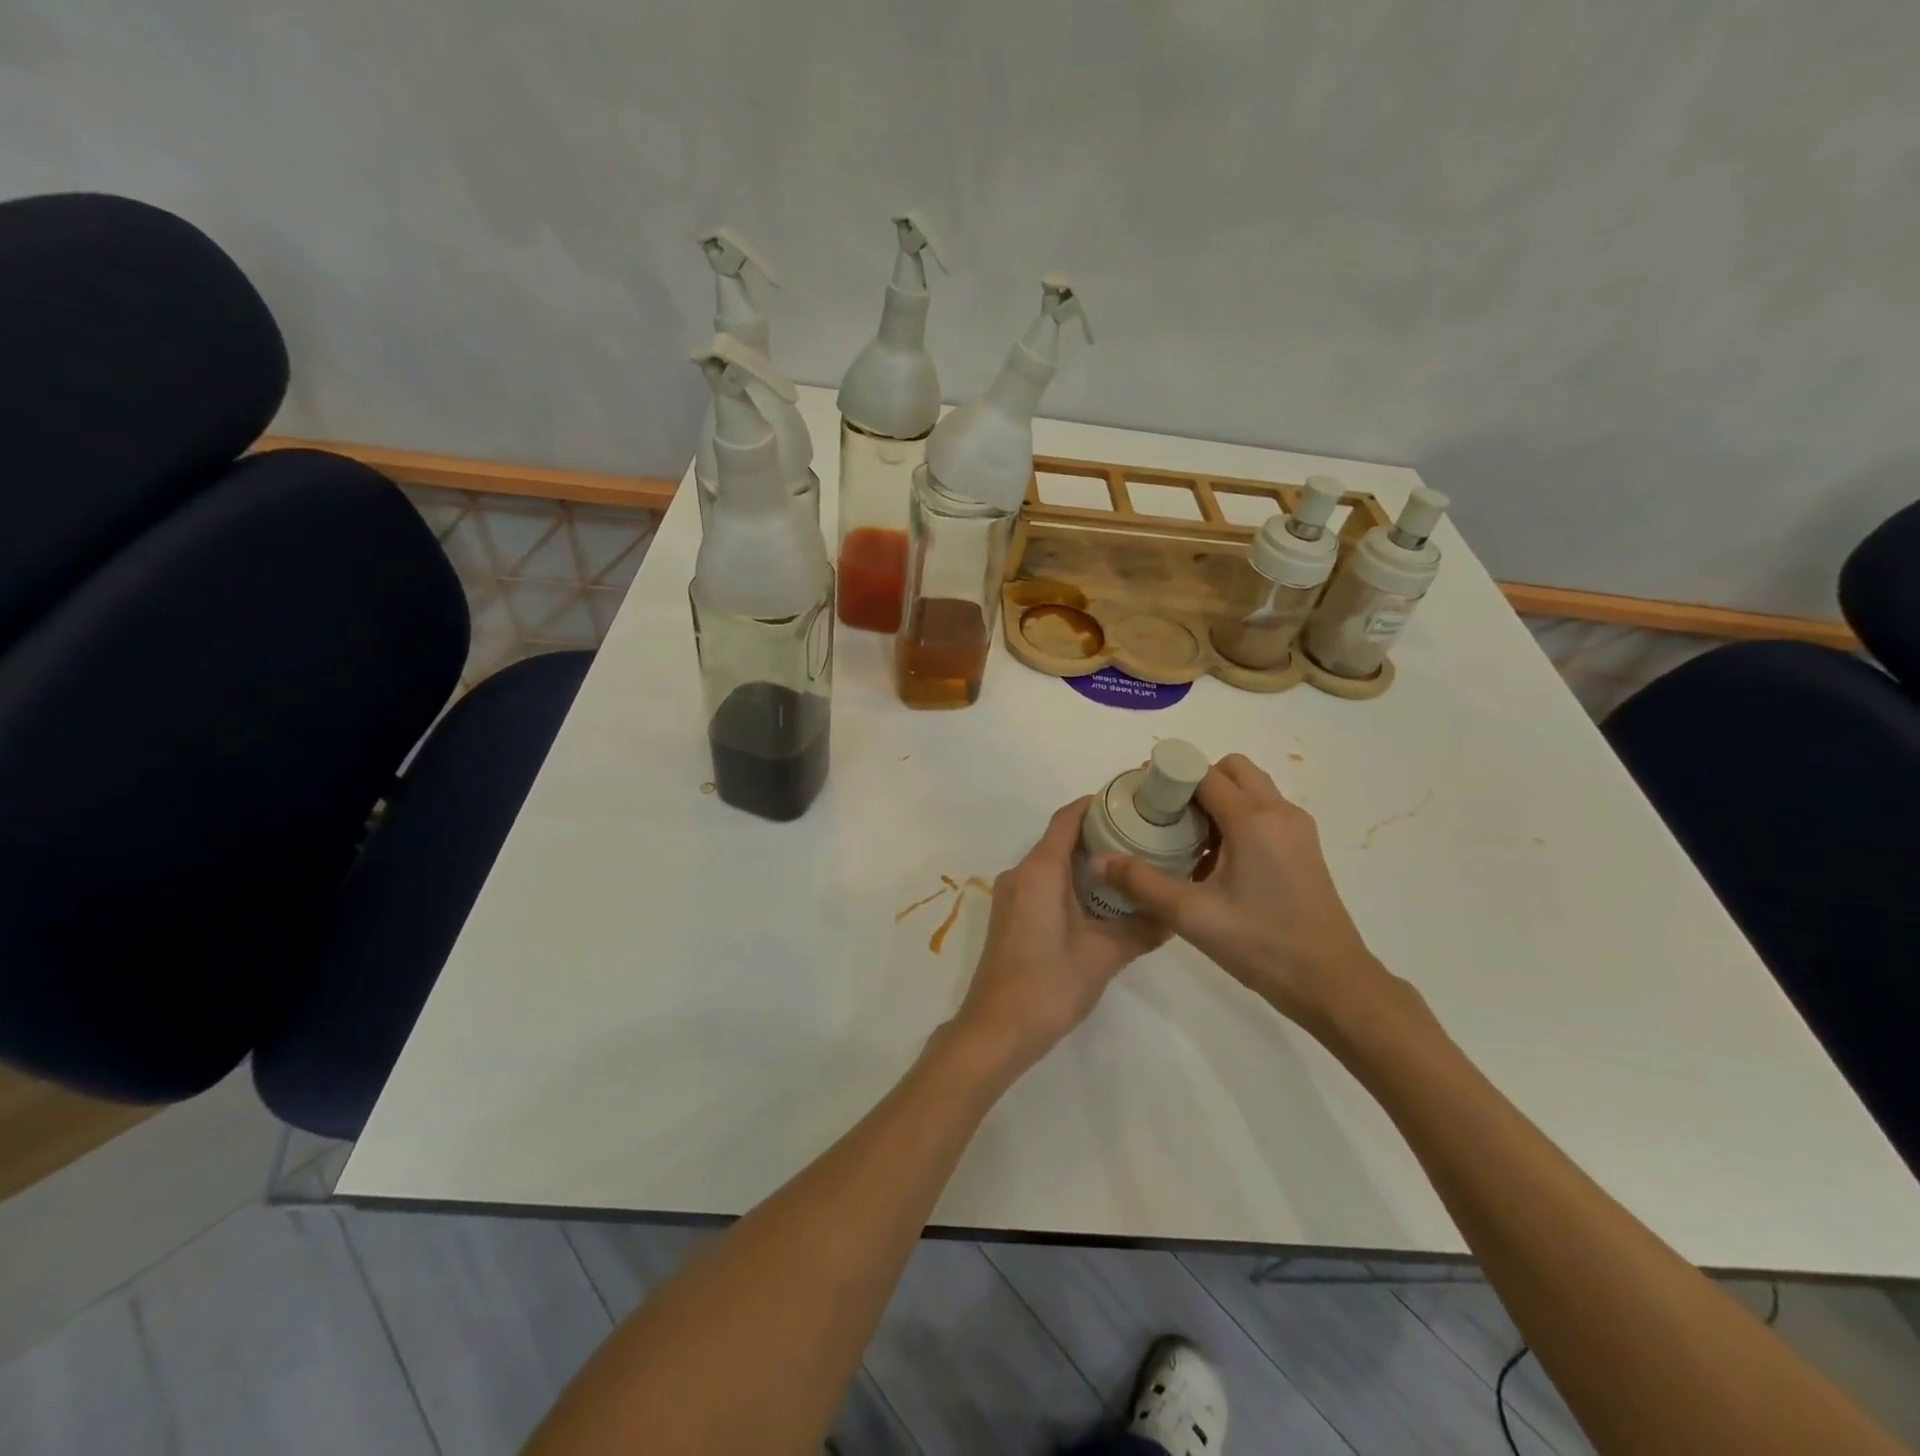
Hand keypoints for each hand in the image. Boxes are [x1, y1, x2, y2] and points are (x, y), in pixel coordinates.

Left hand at [951, 797, 1166, 1074]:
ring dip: (1086, 860)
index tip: (1131, 802)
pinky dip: (1071, 881)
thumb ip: (1141, 929)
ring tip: (1130, 866)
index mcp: (1040, 871)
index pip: (1067, 819)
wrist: (997, 1029)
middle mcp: (1020, 874)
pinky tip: (1102, 899)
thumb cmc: (1049, 984)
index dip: (1096, 804)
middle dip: (1099, 833)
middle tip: (1143, 837)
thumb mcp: (1104, 955)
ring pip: (1052, 863)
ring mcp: (1012, 896)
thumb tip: (1175, 914)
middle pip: (1060, 838)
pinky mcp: (1011, 916)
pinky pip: (1043, 883)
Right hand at [1094, 754, 1388, 1031]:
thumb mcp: (1191, 916)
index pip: (1204, 773)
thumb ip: (1141, 883)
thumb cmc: (1261, 945)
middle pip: (1232, 770)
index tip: (1142, 794)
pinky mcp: (1303, 848)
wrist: (1332, 984)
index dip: (1170, 776)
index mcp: (1253, 821)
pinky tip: (1215, 858)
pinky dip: (1237, 816)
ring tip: (1187, 836)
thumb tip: (1098, 860)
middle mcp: (1279, 813)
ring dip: (1217, 798)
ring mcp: (1297, 829)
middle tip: (1166, 813)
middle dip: (1195, 780)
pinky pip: (1264, 811)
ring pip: (1251, 789)